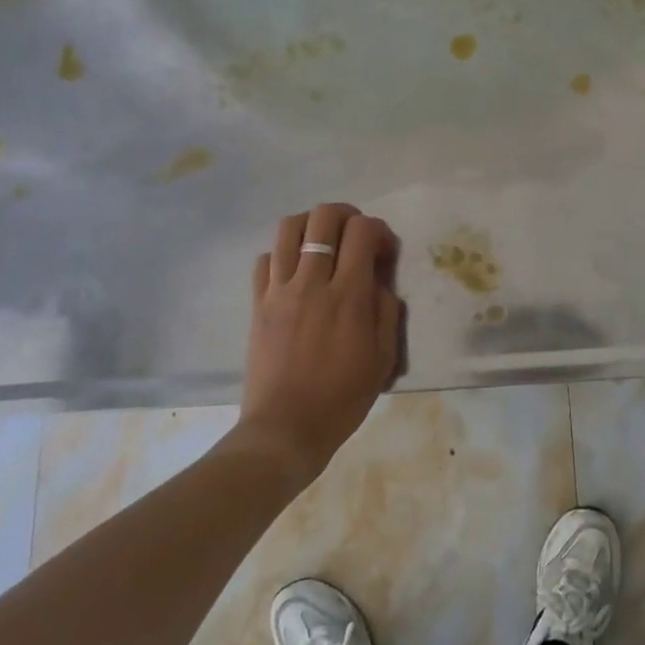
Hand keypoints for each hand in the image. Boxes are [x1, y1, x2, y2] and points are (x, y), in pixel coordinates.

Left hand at [237, 203, 402, 485]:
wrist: (286, 429)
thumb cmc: (342, 398)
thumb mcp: (384, 358)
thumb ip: (386, 310)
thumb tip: (378, 280)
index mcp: (349, 296)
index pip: (363, 231)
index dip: (379, 231)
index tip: (385, 253)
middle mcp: (312, 282)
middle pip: (324, 217)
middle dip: (347, 215)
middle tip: (357, 237)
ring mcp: (280, 290)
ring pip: (288, 228)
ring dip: (311, 225)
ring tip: (324, 244)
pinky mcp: (258, 303)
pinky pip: (264, 259)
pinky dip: (282, 254)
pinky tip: (296, 273)